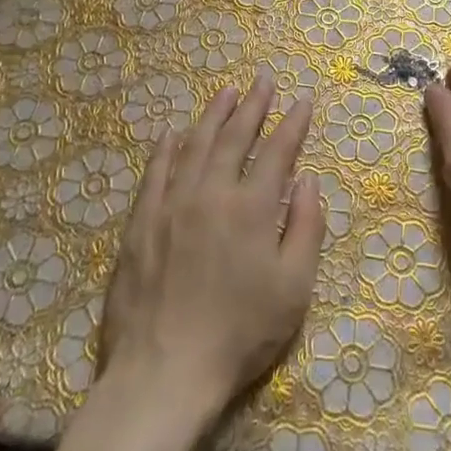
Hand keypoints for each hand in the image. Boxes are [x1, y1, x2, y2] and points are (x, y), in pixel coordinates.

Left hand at [98, 70, 325, 429]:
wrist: (164, 373)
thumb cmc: (239, 334)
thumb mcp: (293, 289)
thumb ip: (306, 228)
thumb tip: (309, 180)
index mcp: (252, 208)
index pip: (277, 151)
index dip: (292, 123)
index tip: (302, 99)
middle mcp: (212, 193)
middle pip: (235, 137)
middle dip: (254, 104)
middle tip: (263, 77)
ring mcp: (172, 204)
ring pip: (195, 145)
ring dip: (214, 115)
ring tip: (227, 92)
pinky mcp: (141, 222)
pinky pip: (155, 172)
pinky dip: (167, 148)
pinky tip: (173, 132)